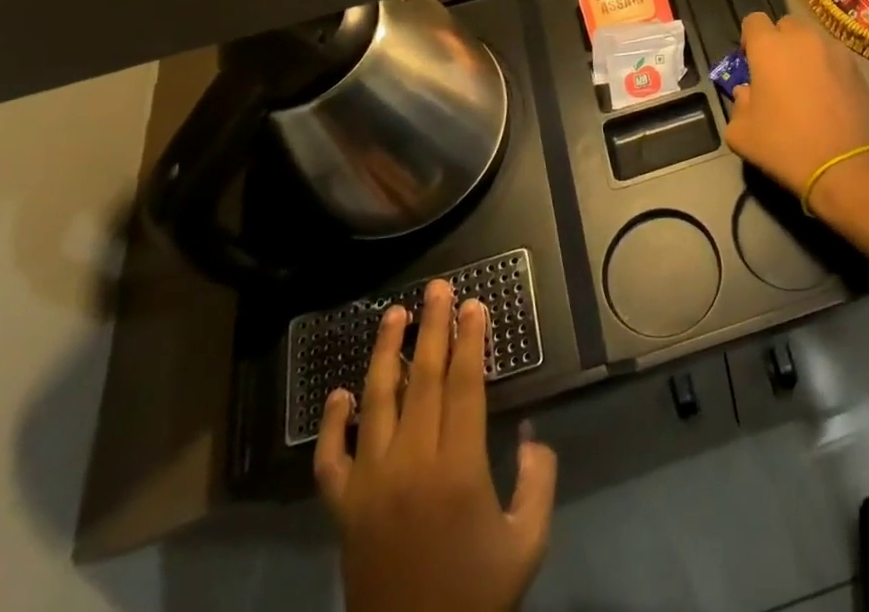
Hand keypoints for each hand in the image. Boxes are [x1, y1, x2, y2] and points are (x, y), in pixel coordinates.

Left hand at [315, 280, 557, 611]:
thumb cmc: (476, 599)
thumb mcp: (527, 543)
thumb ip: (538, 480)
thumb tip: (532, 433)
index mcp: (458, 469)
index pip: (463, 385)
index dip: (470, 340)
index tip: (474, 304)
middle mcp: (411, 465)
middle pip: (422, 380)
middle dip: (432, 327)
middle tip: (438, 287)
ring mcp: (370, 486)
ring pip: (376, 403)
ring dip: (385, 354)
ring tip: (394, 314)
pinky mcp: (342, 511)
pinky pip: (331, 459)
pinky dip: (332, 424)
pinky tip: (340, 394)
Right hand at [723, 12, 868, 211]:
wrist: (844, 164)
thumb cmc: (785, 145)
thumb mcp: (741, 134)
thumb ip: (737, 105)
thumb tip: (747, 93)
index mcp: (769, 47)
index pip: (753, 21)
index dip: (749, 38)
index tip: (750, 61)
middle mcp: (802, 38)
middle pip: (785, 25)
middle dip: (778, 42)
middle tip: (776, 73)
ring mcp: (833, 50)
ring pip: (812, 39)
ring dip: (803, 53)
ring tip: (804, 84)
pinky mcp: (856, 66)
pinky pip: (833, 56)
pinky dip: (826, 66)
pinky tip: (827, 95)